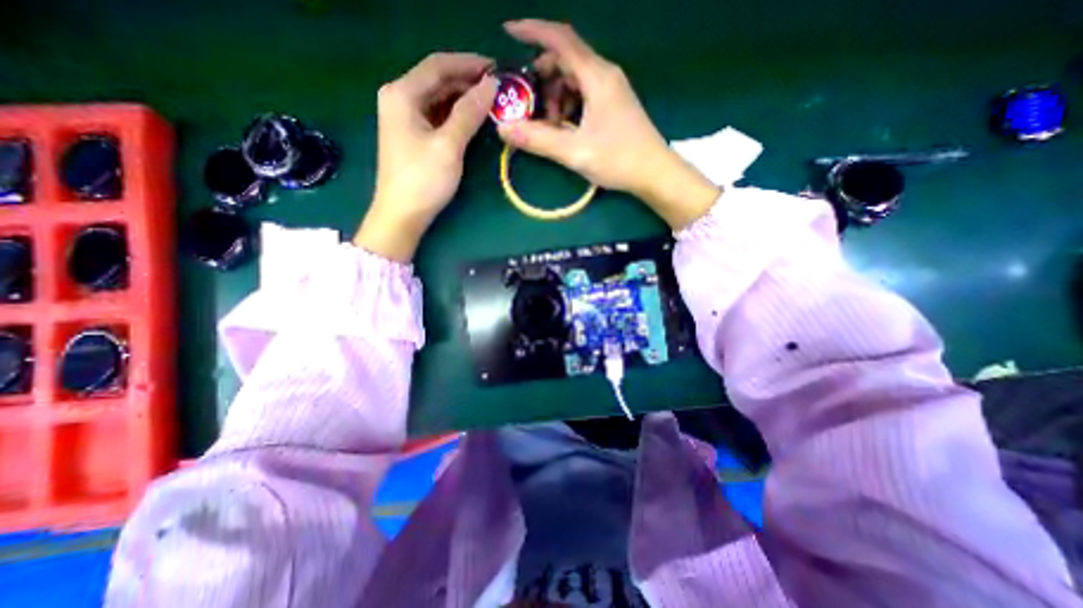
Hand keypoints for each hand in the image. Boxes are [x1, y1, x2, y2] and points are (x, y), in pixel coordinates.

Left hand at [355, 51, 498, 259]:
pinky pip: (437, 115)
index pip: (439, 65)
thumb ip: (469, 113)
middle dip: (468, 82)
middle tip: (499, 90)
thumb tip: (491, 85)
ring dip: (464, 99)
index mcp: (402, 93)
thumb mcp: (449, 145)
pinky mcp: (413, 135)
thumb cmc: (423, 180)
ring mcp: (405, 118)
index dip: (469, 64)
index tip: (497, 68)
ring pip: (439, 98)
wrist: (402, 215)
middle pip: (438, 80)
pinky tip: (473, 119)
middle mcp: (400, 98)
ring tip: (492, 104)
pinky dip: (456, 115)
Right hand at [495, 20, 716, 228]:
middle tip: (530, 110)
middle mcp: (604, 75)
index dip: (533, 31)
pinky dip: (568, 106)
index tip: (508, 31)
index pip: (560, 39)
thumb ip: (538, 140)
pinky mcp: (612, 104)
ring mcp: (610, 89)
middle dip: (542, 80)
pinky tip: (565, 129)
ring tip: (550, 127)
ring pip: (573, 79)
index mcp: (596, 77)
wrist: (654, 173)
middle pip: (564, 61)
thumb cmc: (619, 160)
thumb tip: (504, 130)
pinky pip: (583, 94)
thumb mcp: (574, 152)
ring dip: (555, 97)